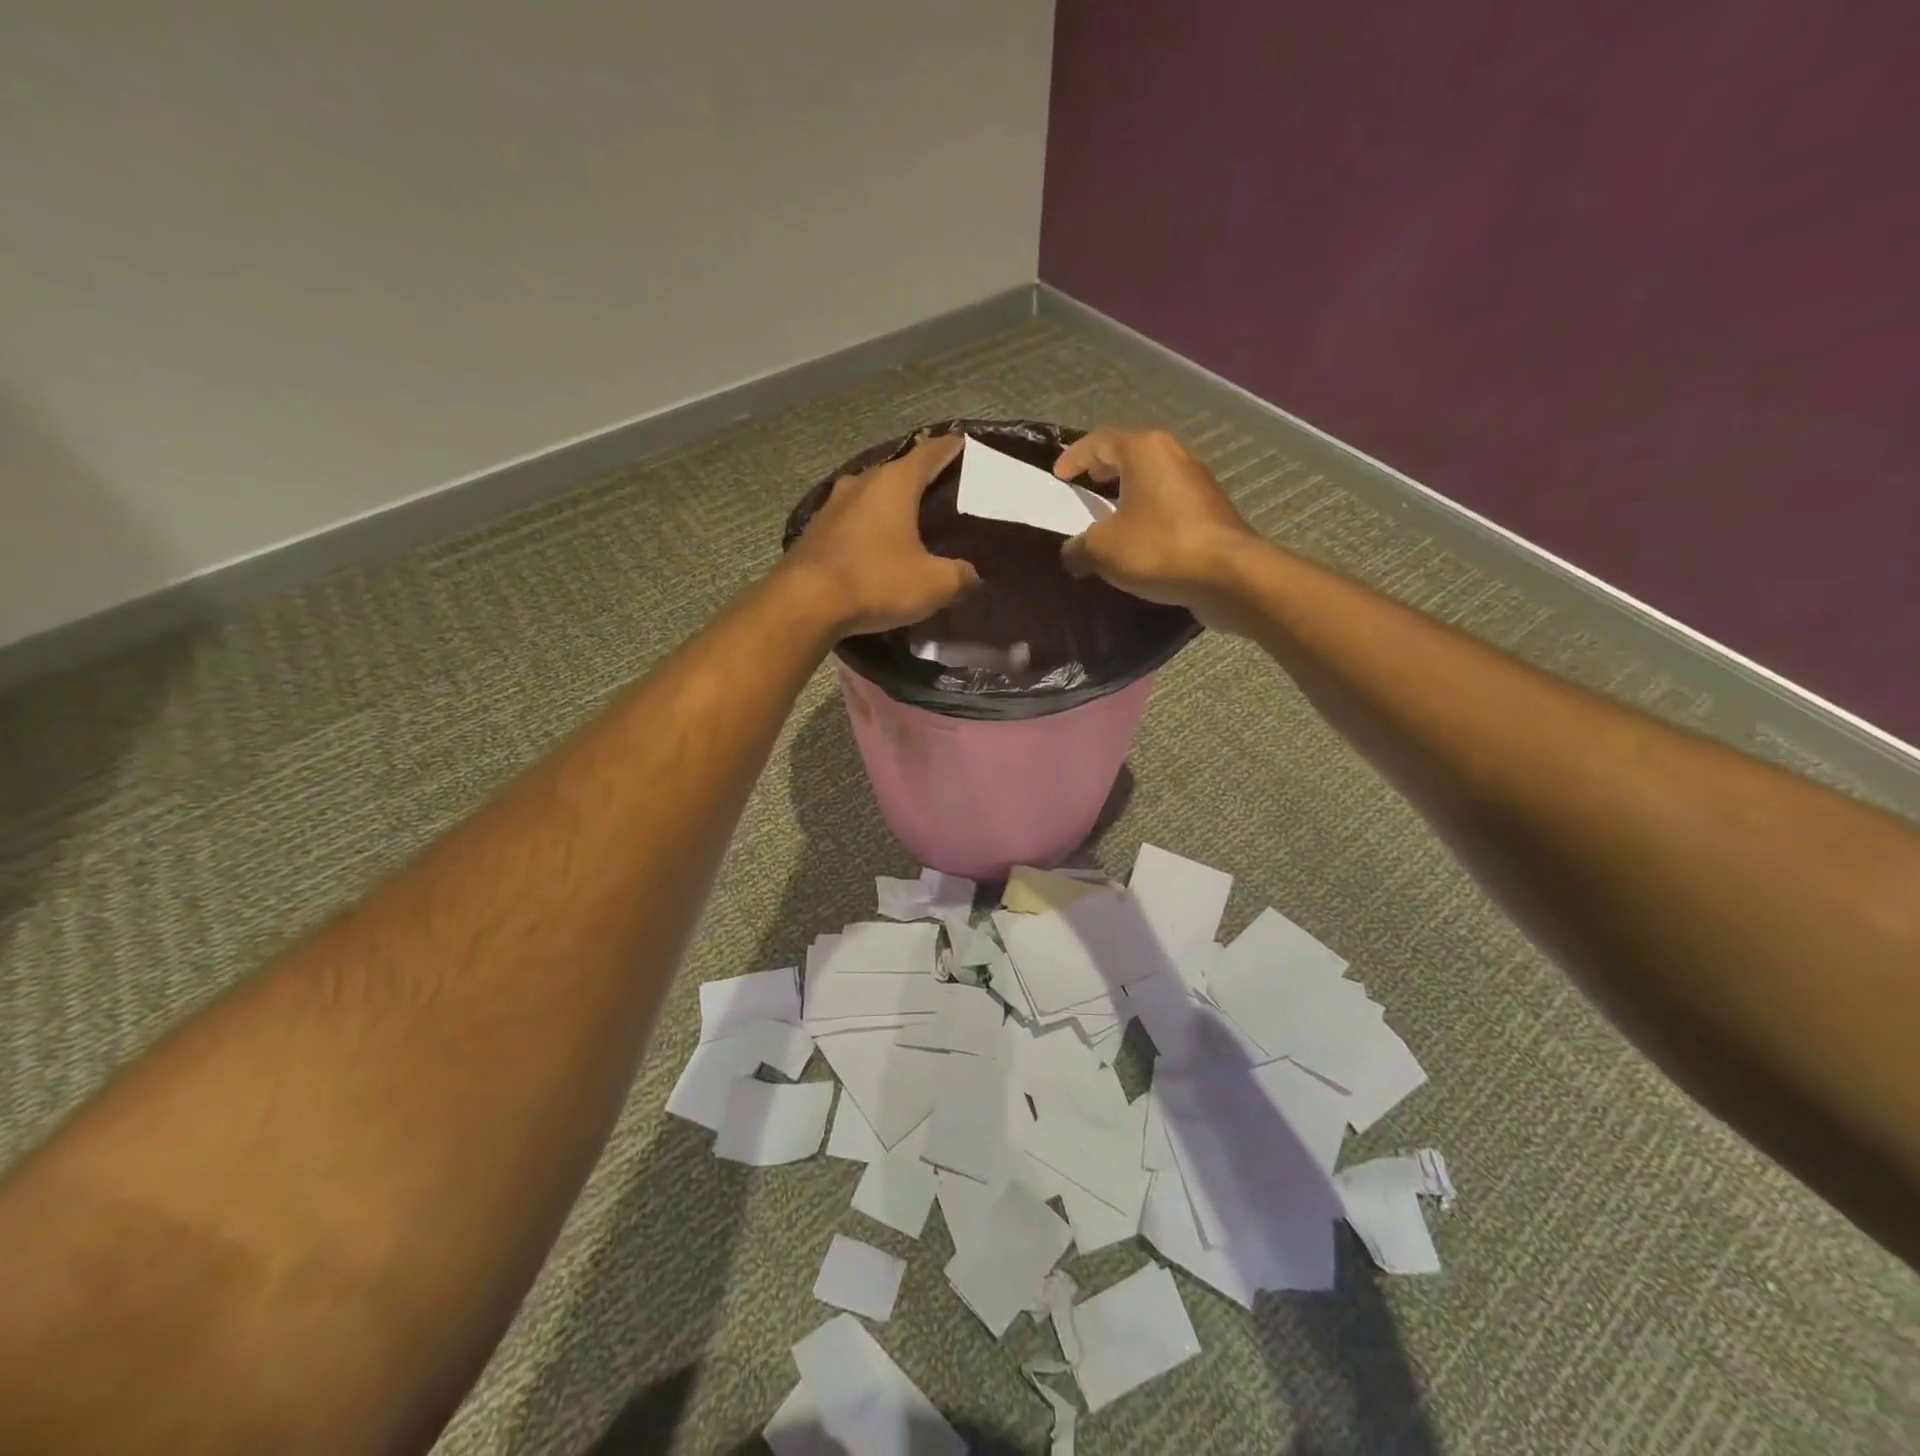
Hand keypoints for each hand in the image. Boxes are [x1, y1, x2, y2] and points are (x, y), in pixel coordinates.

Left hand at [782, 433, 979, 635]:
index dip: (950, 448)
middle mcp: (861, 483)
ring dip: (890, 504)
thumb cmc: (876, 581)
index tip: (963, 444)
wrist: (805, 603)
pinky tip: (877, 545)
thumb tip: (971, 575)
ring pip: (871, 495)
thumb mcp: (933, 584)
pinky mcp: (816, 531)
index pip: (929, 453)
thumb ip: (959, 576)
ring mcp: (833, 505)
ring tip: (910, 520)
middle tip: (942, 492)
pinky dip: (869, 527)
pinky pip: (852, 520)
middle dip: (920, 479)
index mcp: (894, 483)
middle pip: (898, 472)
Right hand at [1053, 428, 1262, 629]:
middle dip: (1104, 468)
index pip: (1100, 440)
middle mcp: (1174, 456)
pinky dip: (1148, 513)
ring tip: (1108, 515)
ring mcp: (1197, 483)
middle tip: (1085, 484)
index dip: (1074, 456)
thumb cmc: (1159, 548)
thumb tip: (1072, 553)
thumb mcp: (1102, 549)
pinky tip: (1138, 539)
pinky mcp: (1210, 512)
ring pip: (1152, 479)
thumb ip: (1078, 547)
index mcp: (1145, 450)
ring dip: (1128, 493)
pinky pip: (1168, 504)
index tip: (1058, 475)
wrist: (1229, 575)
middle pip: (1131, 454)